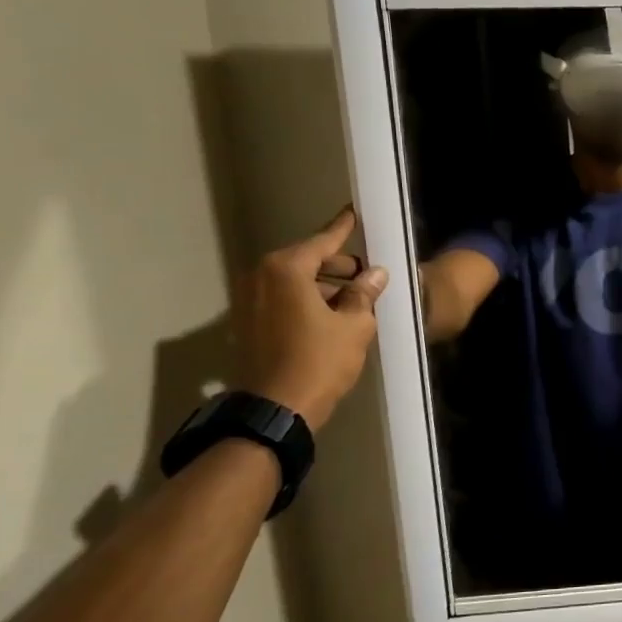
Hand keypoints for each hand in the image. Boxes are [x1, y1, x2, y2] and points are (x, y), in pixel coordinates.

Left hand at [236, 208, 387, 431]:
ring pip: (293, 281)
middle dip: (337, 264)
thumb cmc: (320, 361)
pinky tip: (331, 313)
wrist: (277, 409)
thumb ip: (363, 294)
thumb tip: (375, 274)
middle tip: (366, 272)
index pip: (322, 241)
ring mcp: (248, 300)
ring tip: (354, 296)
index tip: (354, 212)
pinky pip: (281, 298)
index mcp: (286, 270)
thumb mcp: (354, 326)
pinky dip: (305, 299)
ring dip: (322, 285)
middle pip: (305, 260)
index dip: (343, 229)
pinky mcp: (247, 322)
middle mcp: (261, 277)